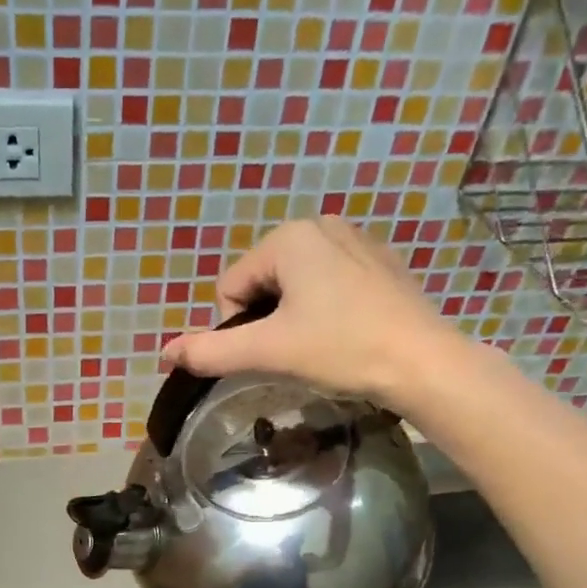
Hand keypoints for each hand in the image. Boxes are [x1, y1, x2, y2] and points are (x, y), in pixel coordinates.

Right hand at [159, 217, 472, 408]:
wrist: (422, 363)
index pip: (231, 287)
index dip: (239, 327)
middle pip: (262, 283)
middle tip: (296, 351)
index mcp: (289, 237)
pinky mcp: (381, 263)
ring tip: (323, 344)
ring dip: (295, 317)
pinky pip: (330, 284)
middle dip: (268, 320)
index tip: (271, 350)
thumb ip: (211, 351)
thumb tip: (164, 354)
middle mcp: (321, 225)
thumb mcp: (268, 351)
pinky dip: (326, 310)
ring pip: (296, 286)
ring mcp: (357, 240)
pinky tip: (347, 333)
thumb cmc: (340, 349)